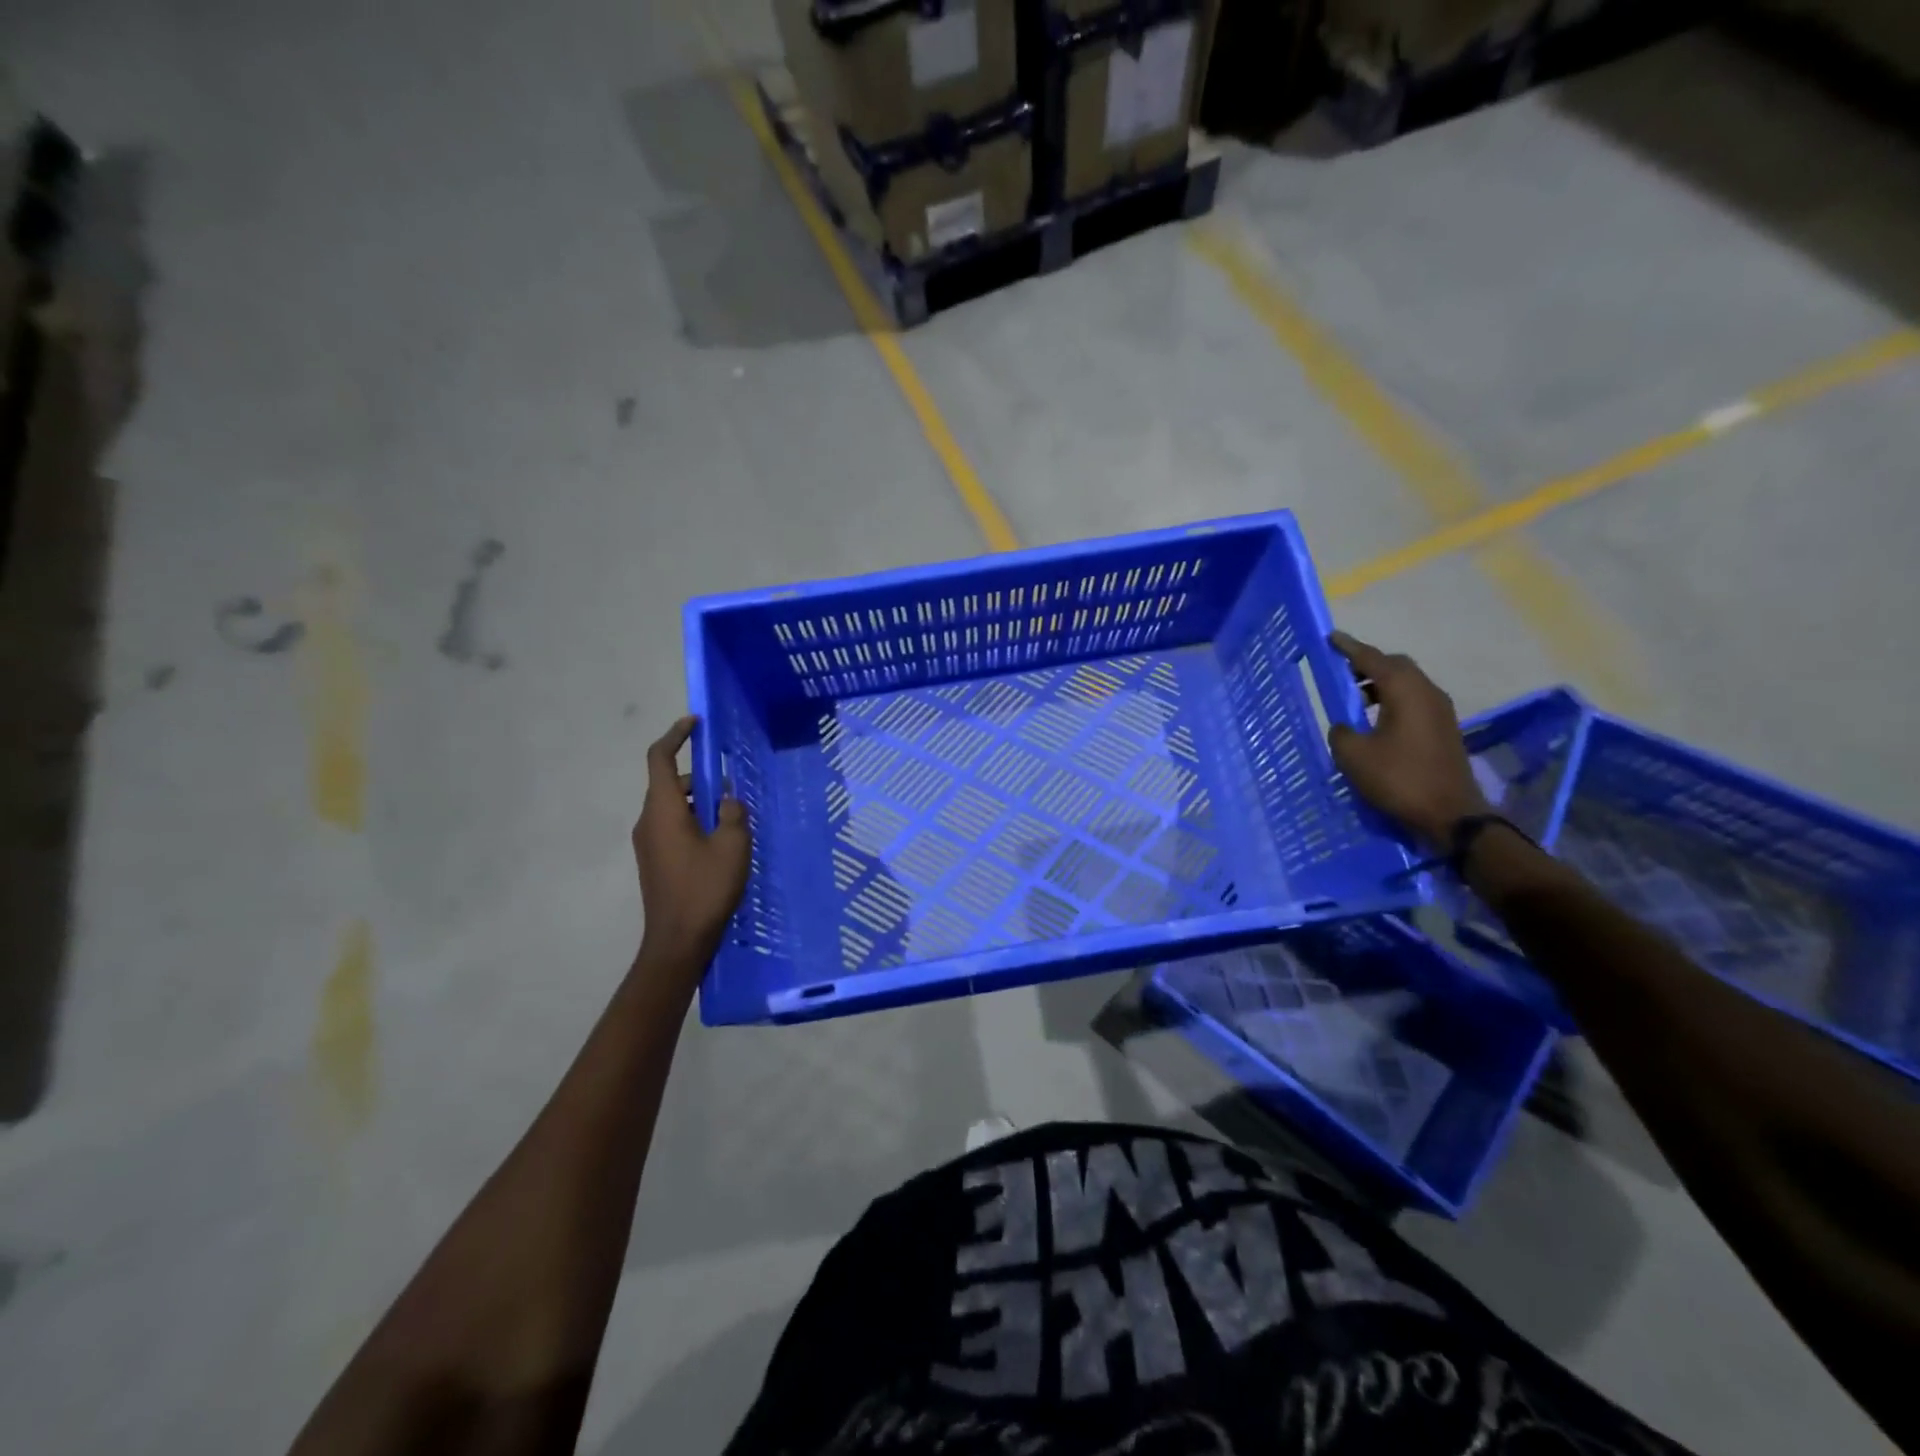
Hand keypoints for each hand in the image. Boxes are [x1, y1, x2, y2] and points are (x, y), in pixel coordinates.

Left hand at [633, 716, 750, 972]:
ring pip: (673, 807)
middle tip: (734, 788)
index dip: (675, 735)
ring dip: (700, 803)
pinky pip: (673, 827)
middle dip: (700, 779)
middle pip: (670, 784)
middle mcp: (648, 821)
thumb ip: (732, 813)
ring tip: (735, 819)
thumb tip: (726, 798)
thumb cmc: (705, 888)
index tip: (695, 723)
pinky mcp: (655, 861)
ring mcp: (648, 843)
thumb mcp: (732, 845)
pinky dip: (694, 822)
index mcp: (662, 810)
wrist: (678, 942)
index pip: (659, 758)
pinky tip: (722, 842)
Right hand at [1325, 631, 1490, 848]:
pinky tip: (1374, 720)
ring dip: (1379, 684)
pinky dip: (1391, 700)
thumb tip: (1345, 726)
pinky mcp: (1443, 729)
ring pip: (1406, 683)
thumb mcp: (1354, 756)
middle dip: (1367, 664)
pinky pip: (1413, 700)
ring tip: (1353, 699)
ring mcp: (1440, 711)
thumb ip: (1341, 732)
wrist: (1450, 814)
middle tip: (1340, 671)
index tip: (1331, 638)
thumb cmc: (1399, 779)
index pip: (1372, 659)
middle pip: (1395, 666)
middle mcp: (1427, 692)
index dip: (1349, 648)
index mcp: (1405, 691)